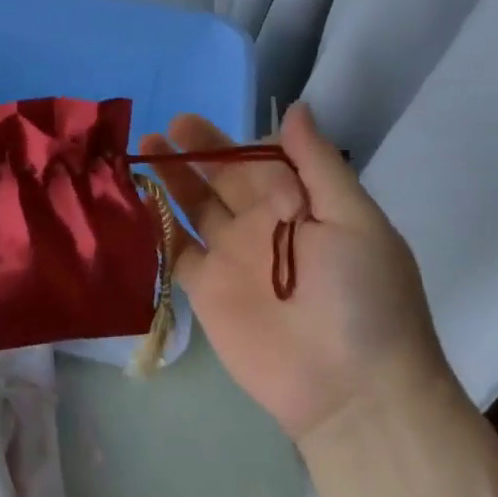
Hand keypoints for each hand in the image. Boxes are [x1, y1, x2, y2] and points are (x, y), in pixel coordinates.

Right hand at [140, 102, 450, 447]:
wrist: (350, 389)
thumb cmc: (363, 297)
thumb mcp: (355, 220)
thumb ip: (318, 164)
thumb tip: (295, 107)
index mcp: (302, 206)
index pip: (261, 161)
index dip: (231, 141)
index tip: (199, 122)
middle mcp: (263, 226)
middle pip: (222, 180)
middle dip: (196, 152)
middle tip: (167, 127)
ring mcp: (231, 258)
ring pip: (194, 208)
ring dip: (171, 180)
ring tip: (144, 149)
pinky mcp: (206, 289)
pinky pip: (175, 250)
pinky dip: (155, 226)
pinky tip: (134, 200)